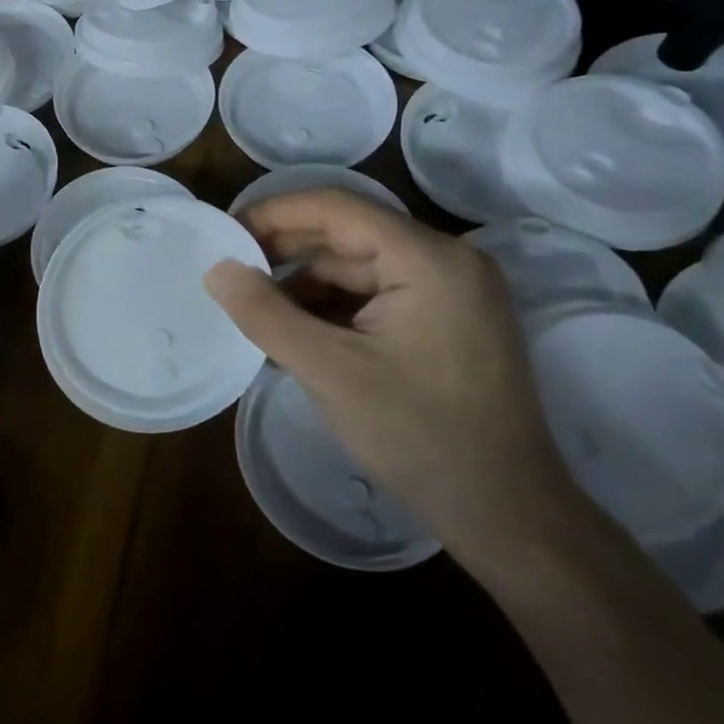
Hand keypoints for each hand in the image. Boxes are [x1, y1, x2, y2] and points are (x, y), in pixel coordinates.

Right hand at [205, 189, 589, 574]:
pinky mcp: (449, 321)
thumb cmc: (418, 437)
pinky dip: (334, 307)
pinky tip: (296, 331)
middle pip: (349, 233)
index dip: (274, 213)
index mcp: (428, 259)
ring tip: (255, 307)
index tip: (225, 232)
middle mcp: (447, 260)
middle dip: (286, 250)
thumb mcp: (328, 372)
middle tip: (230, 269)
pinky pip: (378, 295)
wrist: (507, 516)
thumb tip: (216, 269)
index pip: (337, 208)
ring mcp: (453, 292)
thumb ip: (265, 314)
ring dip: (306, 283)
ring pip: (360, 267)